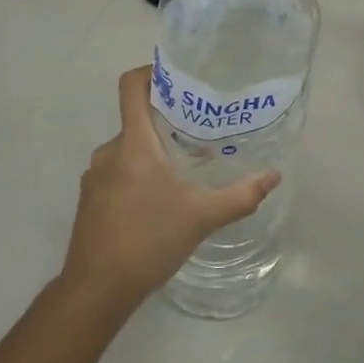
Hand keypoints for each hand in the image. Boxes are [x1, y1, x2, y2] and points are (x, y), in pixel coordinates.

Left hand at [61, 68, 279, 315]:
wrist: (96, 290)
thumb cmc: (148, 240)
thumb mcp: (202, 217)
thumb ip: (240, 195)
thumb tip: (273, 176)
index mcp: (133, 143)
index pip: (131, 86)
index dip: (151, 72)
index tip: (179, 78)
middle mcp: (109, 151)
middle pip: (136, 119)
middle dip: (166, 122)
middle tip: (200, 131)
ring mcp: (95, 177)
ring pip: (128, 149)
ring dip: (152, 151)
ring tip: (183, 167)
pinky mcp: (90, 200)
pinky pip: (116, 172)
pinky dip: (137, 174)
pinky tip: (159, 200)